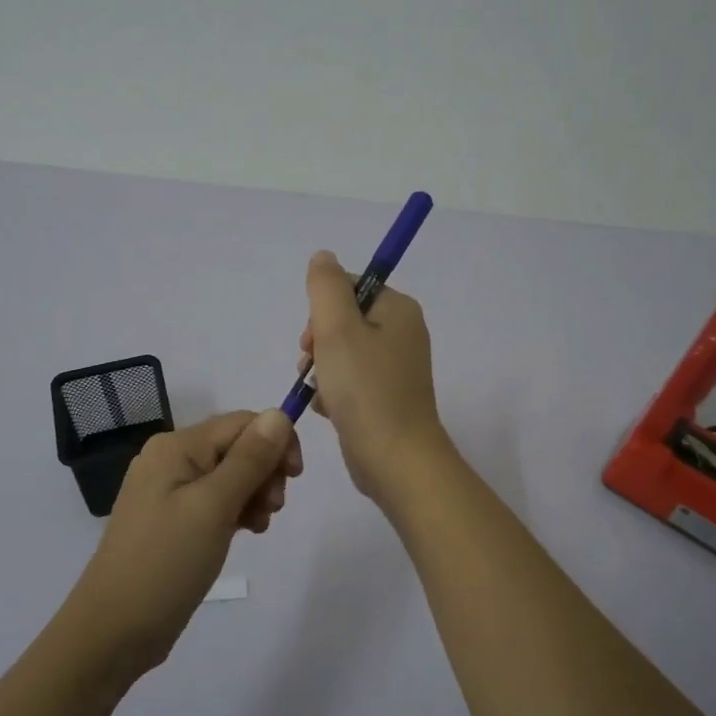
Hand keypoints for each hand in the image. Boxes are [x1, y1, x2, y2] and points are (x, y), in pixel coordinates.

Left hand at [66, 410, 301, 678]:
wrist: (113, 631)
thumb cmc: (165, 562)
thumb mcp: (214, 506)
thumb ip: (250, 458)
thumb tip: (279, 413)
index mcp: (176, 446)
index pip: (242, 422)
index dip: (276, 442)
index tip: (294, 478)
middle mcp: (171, 459)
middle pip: (237, 446)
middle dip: (265, 471)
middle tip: (272, 509)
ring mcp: (169, 491)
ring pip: (231, 475)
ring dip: (255, 493)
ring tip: (258, 526)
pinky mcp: (173, 520)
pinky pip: (216, 500)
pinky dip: (238, 510)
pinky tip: (246, 532)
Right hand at [300, 249, 449, 502]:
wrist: (395, 459)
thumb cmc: (365, 389)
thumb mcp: (337, 329)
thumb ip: (326, 287)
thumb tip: (323, 256)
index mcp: (398, 310)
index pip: (349, 287)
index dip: (321, 309)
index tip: (313, 338)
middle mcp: (403, 333)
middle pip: (344, 320)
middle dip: (319, 342)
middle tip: (312, 366)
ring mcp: (397, 368)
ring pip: (343, 353)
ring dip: (322, 370)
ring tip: (321, 392)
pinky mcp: (387, 397)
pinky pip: (351, 381)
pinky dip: (335, 392)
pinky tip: (329, 410)